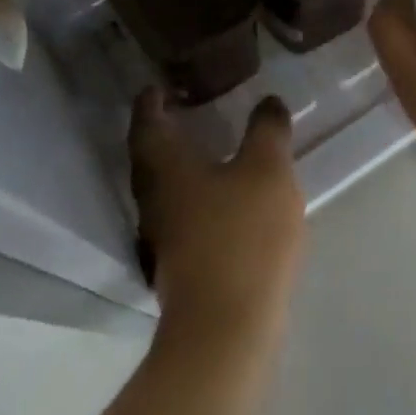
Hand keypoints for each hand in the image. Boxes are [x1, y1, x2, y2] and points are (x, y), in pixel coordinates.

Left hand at [128, 90, 306, 336]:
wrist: (227, 328)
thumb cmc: (243, 235)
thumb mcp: (267, 170)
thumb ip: (267, 131)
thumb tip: (268, 101)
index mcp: (166, 168)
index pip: (147, 123)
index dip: (150, 102)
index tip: (157, 86)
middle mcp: (155, 199)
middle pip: (149, 157)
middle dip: (161, 132)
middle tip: (182, 110)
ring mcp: (163, 237)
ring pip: (164, 189)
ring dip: (179, 165)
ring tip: (206, 148)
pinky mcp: (180, 265)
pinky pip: (181, 214)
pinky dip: (195, 194)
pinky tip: (222, 196)